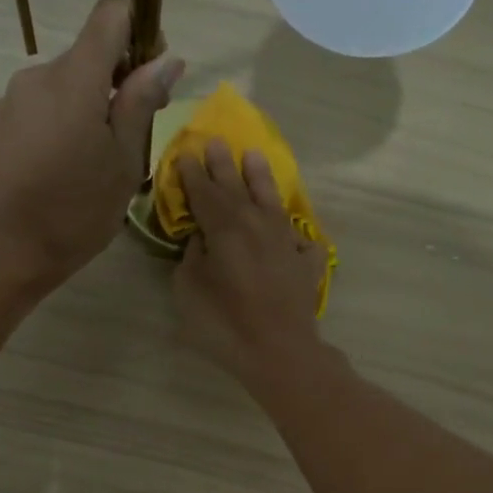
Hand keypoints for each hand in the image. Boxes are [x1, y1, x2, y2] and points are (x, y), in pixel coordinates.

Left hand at [0, 0, 183, 283]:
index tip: (150, 75)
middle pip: (88, 55)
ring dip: (87, 107)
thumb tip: (167, 59)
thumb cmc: (77, 209)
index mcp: (75, 76)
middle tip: (132, 136)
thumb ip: (142, 103)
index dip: (139, 31)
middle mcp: (38, 74)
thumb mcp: (124, 160)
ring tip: (95, 161)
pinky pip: (40, 109)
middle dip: (116, 82)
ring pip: (64, 86)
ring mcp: (12, 100)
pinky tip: (64, 169)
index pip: (111, 12)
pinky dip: (60, 124)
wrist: (7, 249)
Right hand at [174, 140, 329, 386]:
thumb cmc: (224, 322)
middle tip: (216, 142)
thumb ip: (193, 256)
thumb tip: (202, 238)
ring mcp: (286, 241)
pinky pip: (300, 241)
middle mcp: (257, 224)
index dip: (193, 174)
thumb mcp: (189, 289)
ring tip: (255, 157)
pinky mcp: (306, 263)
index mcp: (224, 227)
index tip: (186, 154)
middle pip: (237, 187)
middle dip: (224, 165)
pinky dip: (295, 234)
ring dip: (261, 179)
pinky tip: (293, 235)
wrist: (279, 351)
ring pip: (272, 201)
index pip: (204, 192)